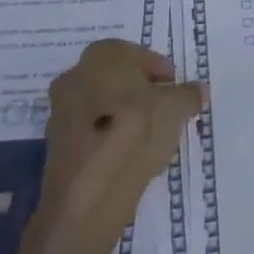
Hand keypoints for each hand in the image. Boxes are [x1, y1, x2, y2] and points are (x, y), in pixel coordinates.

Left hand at [26, 40, 206, 253]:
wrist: (86, 198)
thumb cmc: (134, 134)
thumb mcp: (176, 109)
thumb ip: (188, 95)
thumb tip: (198, 90)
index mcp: (102, 55)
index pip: (138, 55)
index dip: (161, 72)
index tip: (176, 92)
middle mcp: (76, 75)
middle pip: (118, 80)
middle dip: (142, 93)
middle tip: (165, 112)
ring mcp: (60, 111)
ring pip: (104, 106)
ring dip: (125, 117)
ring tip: (151, 139)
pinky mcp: (56, 146)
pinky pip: (91, 132)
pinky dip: (109, 139)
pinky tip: (128, 158)